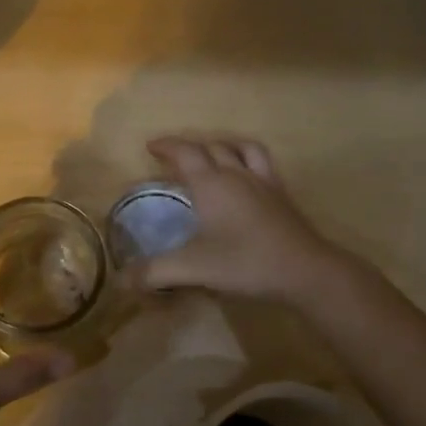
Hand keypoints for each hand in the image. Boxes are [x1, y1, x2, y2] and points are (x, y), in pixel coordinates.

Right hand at [133, 136, 346, 301]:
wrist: (305, 270)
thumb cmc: (245, 262)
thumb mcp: (193, 269)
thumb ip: (155, 273)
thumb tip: (121, 280)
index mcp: (211, 183)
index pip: (185, 153)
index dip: (167, 146)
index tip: (151, 146)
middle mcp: (236, 174)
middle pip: (211, 147)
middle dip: (189, 147)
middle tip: (174, 156)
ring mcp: (263, 182)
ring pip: (241, 148)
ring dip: (222, 145)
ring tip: (212, 154)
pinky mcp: (282, 195)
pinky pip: (263, 163)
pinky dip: (248, 158)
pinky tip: (247, 176)